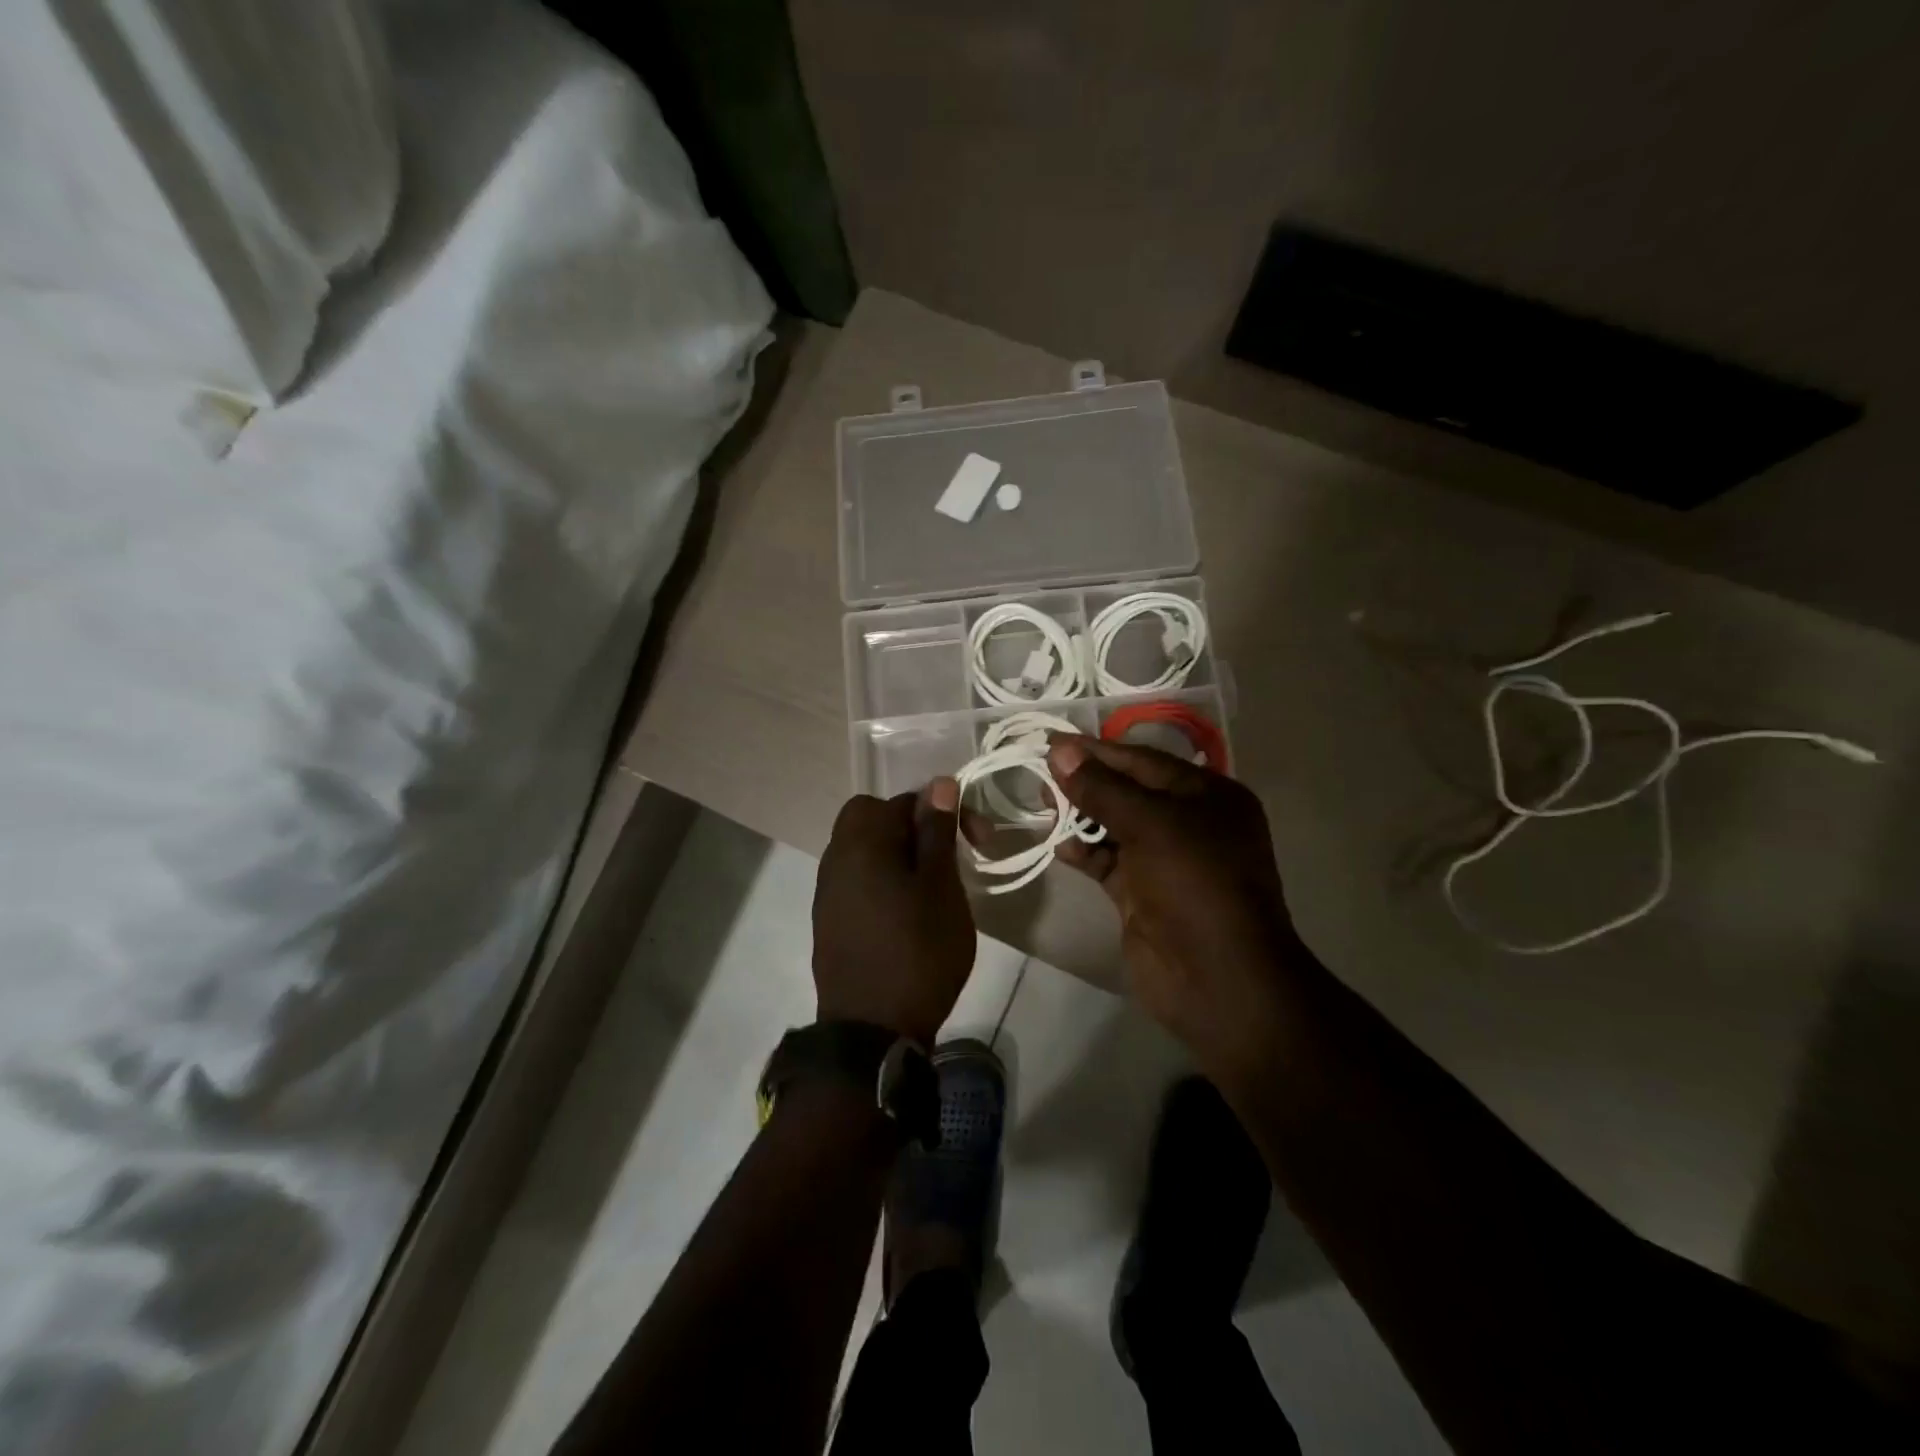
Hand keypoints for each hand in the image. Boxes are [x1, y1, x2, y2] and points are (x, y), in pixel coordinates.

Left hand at [812, 778, 973, 1044]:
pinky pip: (856, 879)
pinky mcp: (828, 920)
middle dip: (912, 829)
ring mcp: (827, 891)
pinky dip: (881, 881)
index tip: (975, 841)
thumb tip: (939, 783)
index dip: (944, 812)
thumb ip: (937, 832)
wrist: (871, 1032)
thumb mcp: (941, 888)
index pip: (904, 800)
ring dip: (897, 855)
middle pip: (872, 818)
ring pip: (863, 850)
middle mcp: (835, 857)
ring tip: (930, 888)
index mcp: (862, 842)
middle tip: (944, 859)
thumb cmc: (918, 953)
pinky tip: (905, 912)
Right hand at [1047, 737, 1301, 1072]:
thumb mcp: (1151, 825)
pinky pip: (1107, 861)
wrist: (1218, 978)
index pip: (1143, 761)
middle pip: (1127, 791)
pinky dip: (1084, 852)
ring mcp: (1164, 861)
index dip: (1098, 751)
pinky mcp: (1142, 894)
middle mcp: (1189, 823)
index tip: (1052, 743)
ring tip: (1042, 807)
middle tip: (1039, 775)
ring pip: (1114, 826)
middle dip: (1085, 783)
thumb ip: (1103, 789)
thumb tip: (1059, 751)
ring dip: (1080, 816)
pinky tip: (1059, 846)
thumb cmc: (1195, 884)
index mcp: (1207, 796)